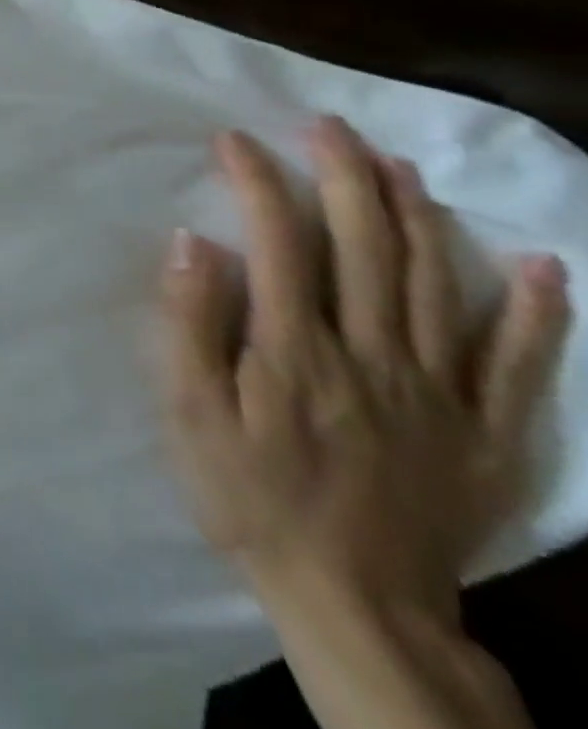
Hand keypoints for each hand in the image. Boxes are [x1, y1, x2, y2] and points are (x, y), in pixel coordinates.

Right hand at [160, 118, 569, 621]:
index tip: (236, 141)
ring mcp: (440, 393)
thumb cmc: (249, 495)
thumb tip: (194, 245)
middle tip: (327, 128)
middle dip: (344, 178)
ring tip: (398, 165)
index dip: (259, 184)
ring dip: (420, 217)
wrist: (356, 600)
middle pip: (367, 249)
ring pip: (438, 286)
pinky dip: (534, 311)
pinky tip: (537, 264)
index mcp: (296, 350)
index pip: (281, 243)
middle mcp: (374, 356)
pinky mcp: (486, 433)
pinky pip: (520, 364)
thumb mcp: (191, 412)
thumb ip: (190, 325)